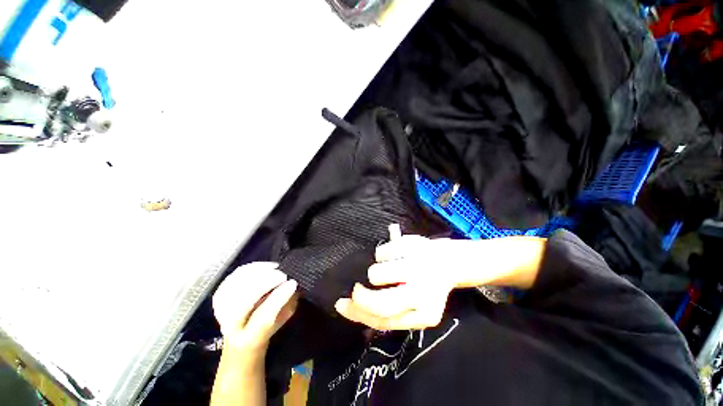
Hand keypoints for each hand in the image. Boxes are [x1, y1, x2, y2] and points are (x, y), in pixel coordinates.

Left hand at [213, 262, 297, 352]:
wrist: (241, 336)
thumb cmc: (268, 326)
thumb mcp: (283, 319)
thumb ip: (288, 304)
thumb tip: (291, 286)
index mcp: (250, 338)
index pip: (263, 318)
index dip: (278, 298)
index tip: (292, 283)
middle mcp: (231, 327)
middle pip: (243, 302)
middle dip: (265, 283)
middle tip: (282, 275)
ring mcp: (221, 310)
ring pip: (235, 287)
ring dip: (257, 274)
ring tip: (274, 269)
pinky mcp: (220, 295)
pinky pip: (233, 278)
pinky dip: (250, 269)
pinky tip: (265, 267)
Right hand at [334, 226, 459, 330]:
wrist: (448, 261)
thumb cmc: (427, 286)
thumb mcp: (414, 308)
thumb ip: (388, 312)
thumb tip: (351, 305)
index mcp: (425, 314)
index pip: (384, 321)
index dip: (358, 314)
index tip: (342, 304)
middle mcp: (423, 291)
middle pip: (380, 303)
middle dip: (360, 297)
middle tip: (356, 288)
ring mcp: (416, 265)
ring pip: (376, 274)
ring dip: (374, 271)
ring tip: (386, 268)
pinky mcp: (411, 245)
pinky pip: (381, 252)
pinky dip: (382, 254)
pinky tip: (394, 255)